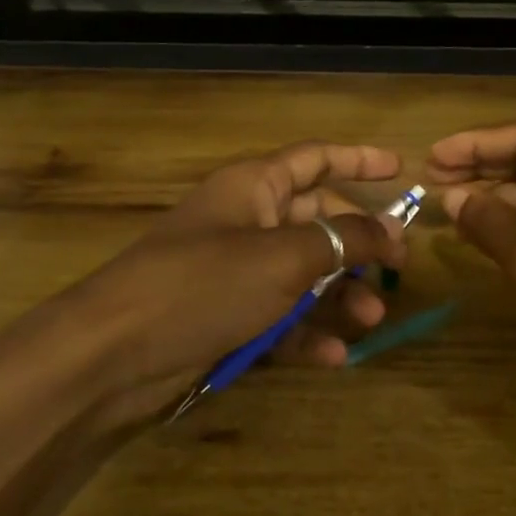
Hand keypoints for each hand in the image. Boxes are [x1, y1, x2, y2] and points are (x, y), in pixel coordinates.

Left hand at [62, 143, 409, 421]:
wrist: (114, 352)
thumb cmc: (204, 284)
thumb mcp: (284, 257)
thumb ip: (344, 240)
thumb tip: (392, 228)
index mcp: (254, 188)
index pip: (316, 159)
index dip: (359, 160)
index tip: (401, 170)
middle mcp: (247, 223)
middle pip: (317, 222)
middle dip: (358, 245)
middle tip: (398, 268)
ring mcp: (235, 272)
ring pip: (303, 275)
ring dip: (340, 296)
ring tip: (372, 319)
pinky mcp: (227, 316)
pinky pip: (280, 317)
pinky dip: (307, 333)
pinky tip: (333, 356)